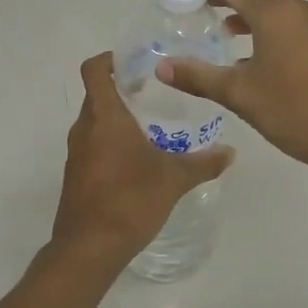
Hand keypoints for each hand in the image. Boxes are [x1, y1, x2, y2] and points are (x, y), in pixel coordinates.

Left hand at [49, 52, 234, 272]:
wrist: (88, 248)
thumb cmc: (130, 200)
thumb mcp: (174, 179)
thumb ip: (203, 162)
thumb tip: (231, 151)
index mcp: (104, 117)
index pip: (94, 70)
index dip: (110, 59)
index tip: (135, 62)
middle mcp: (85, 128)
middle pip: (97, 95)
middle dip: (123, 90)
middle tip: (154, 93)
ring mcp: (76, 154)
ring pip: (95, 122)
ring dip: (118, 119)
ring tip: (150, 127)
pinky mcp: (76, 176)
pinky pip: (93, 146)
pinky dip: (111, 143)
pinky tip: (137, 161)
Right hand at [156, 0, 307, 178]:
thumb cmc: (296, 111)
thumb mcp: (240, 95)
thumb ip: (199, 76)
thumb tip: (162, 67)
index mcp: (275, 12)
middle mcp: (300, 8)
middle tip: (198, 13)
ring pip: (278, 8)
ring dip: (250, 15)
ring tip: (224, 34)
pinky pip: (295, 24)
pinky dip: (271, 29)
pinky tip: (259, 57)